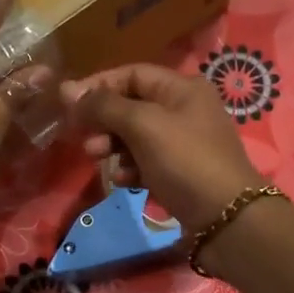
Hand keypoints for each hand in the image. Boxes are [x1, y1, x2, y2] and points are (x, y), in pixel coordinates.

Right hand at [62, 64, 264, 230]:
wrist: (226, 217)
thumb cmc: (184, 160)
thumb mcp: (143, 125)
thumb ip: (104, 106)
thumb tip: (68, 89)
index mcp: (182, 88)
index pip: (132, 74)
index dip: (98, 85)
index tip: (67, 102)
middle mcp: (186, 109)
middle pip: (133, 105)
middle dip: (104, 119)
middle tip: (82, 137)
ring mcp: (185, 142)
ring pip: (137, 135)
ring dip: (113, 144)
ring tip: (96, 158)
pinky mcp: (182, 171)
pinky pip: (147, 161)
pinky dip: (131, 167)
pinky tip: (122, 180)